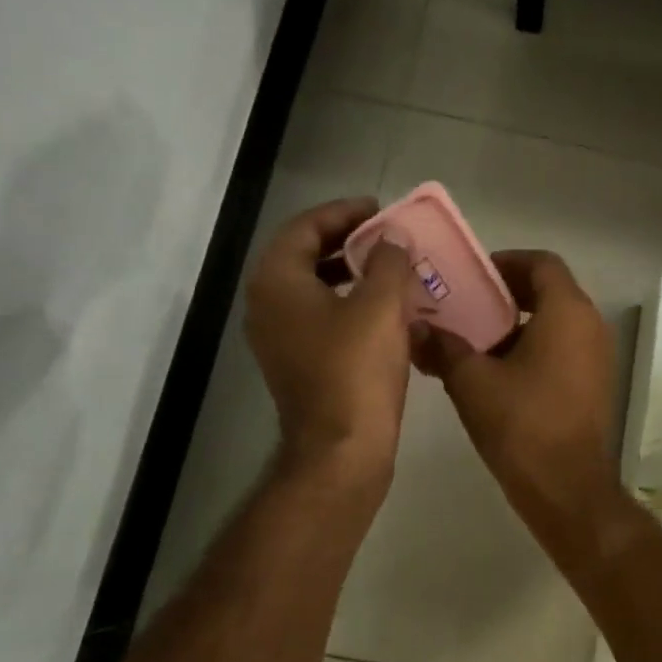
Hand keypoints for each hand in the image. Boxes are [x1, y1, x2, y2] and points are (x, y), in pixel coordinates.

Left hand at [245, 198, 417, 485]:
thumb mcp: (381, 306)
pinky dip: (351, 306)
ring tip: (392, 271)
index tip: (379, 210)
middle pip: (306, 256)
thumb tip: (393, 239)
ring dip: (352, 275)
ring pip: (315, 290)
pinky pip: (323, 319)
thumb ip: (389, 261)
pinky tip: (388, 314)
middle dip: (348, 243)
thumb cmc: (356, 372)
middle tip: (387, 238)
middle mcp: (269, 306)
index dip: (343, 213)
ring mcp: (280, 340)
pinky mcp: (299, 365)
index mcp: (278, 283)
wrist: (341, 451)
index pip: (304, 227)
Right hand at [412, 250, 620, 526]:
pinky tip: (495, 371)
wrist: (567, 488)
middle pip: (550, 290)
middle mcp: (591, 326)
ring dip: (517, 323)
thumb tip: (415, 329)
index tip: (472, 277)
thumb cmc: (522, 424)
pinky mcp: (593, 384)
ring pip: (556, 321)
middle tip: (466, 304)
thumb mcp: (472, 382)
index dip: (506, 262)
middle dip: (507, 293)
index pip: (542, 263)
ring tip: (473, 338)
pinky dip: (533, 347)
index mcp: (568, 312)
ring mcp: (597, 357)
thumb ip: (443, 347)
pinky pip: (563, 348)